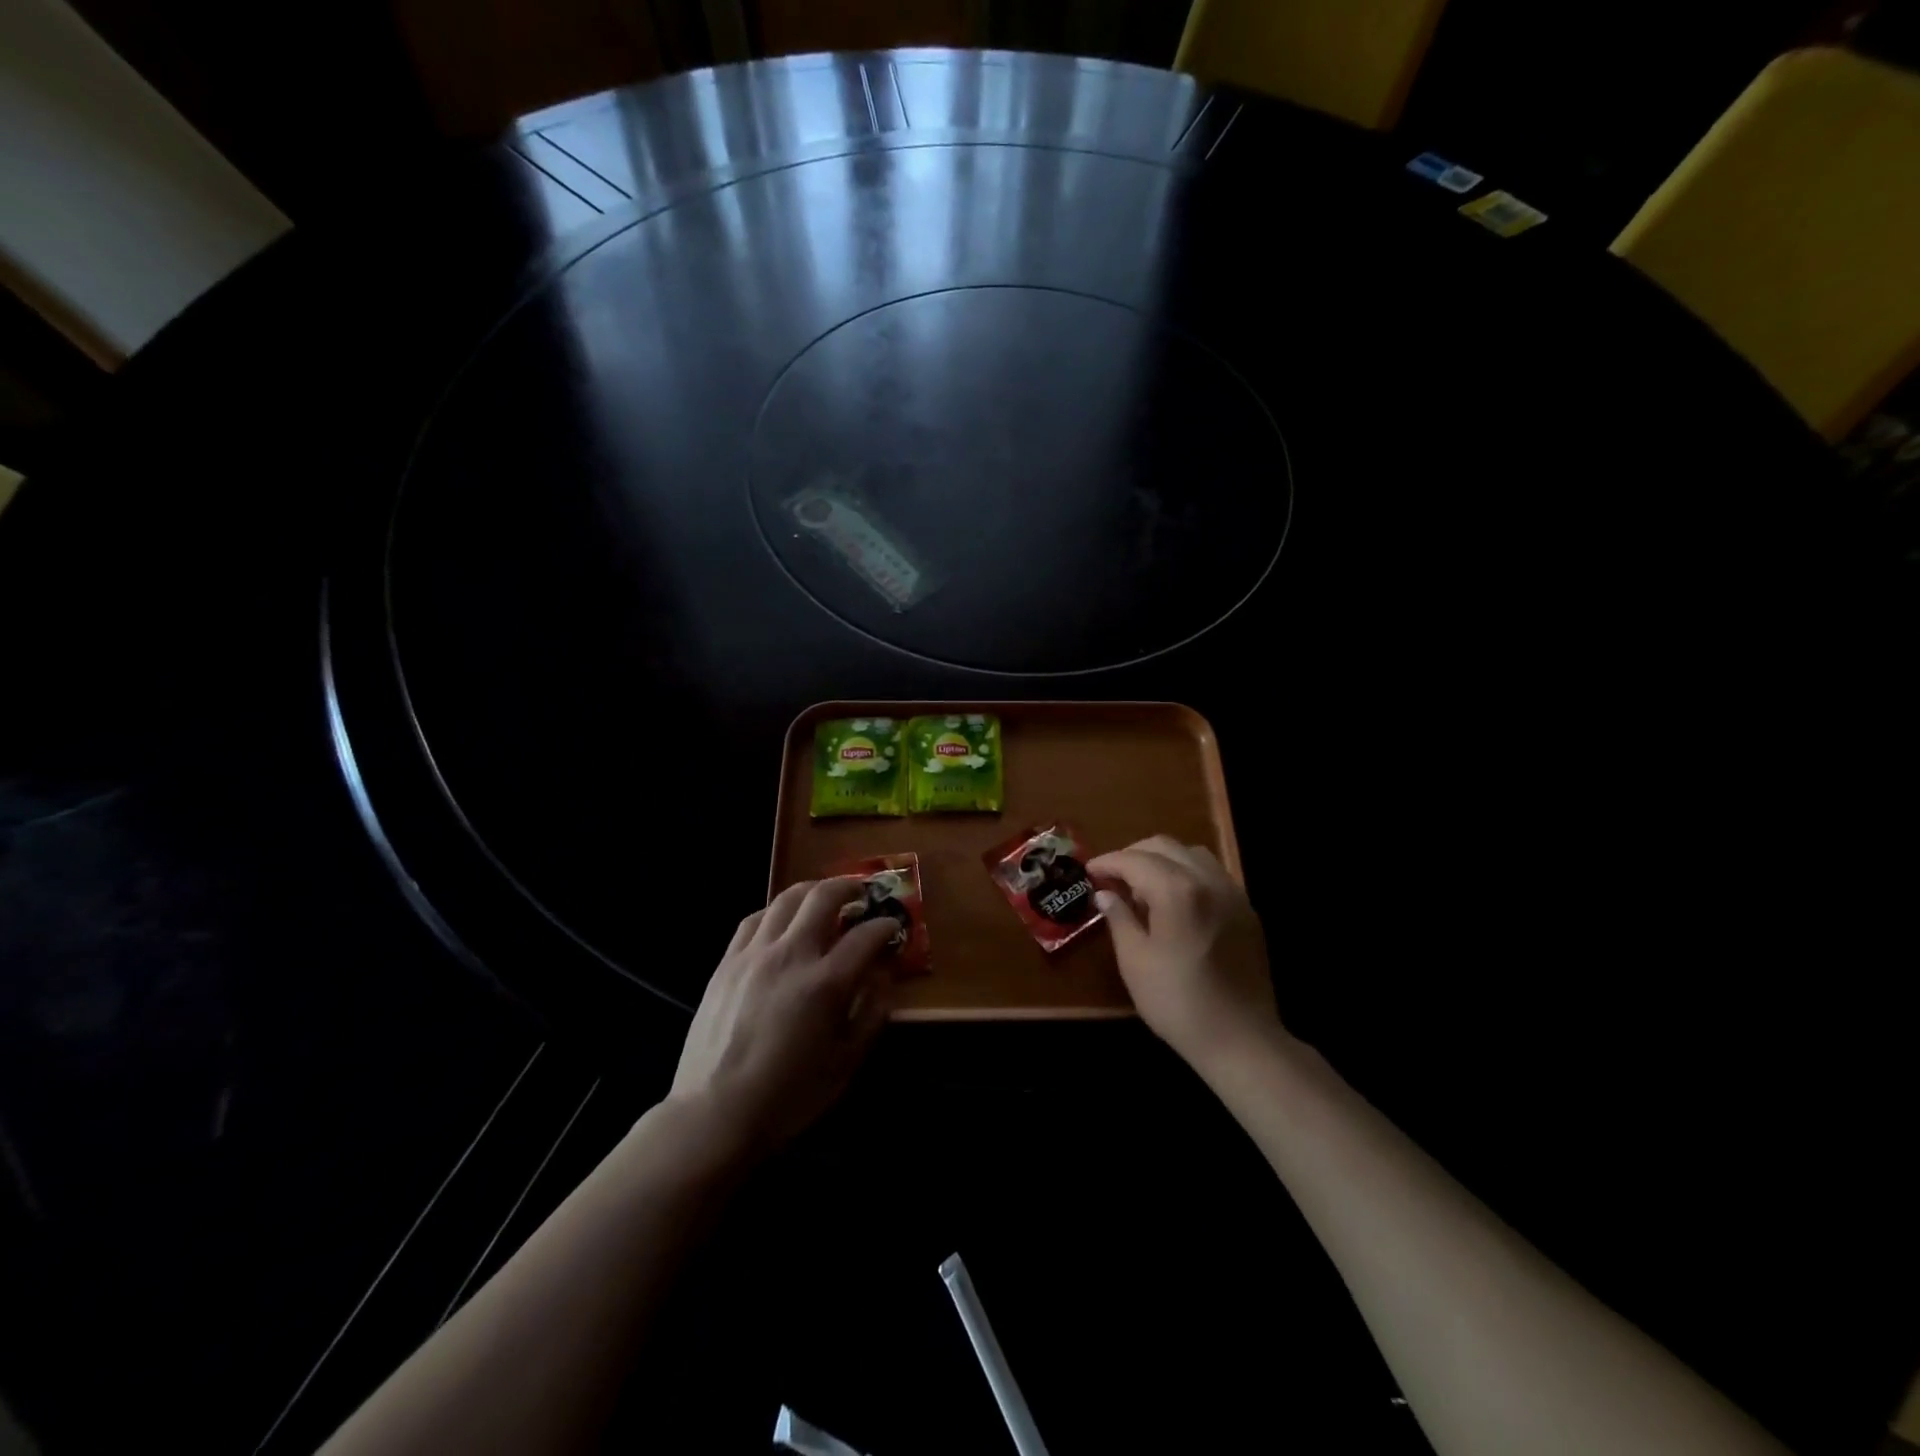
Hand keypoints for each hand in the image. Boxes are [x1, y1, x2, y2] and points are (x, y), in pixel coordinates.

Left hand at [670, 879, 898, 1158]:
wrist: (715, 1114)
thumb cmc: (788, 1096)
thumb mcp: (845, 1062)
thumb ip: (871, 1013)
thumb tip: (884, 976)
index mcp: (825, 983)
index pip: (866, 935)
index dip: (886, 925)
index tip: (893, 926)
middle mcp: (791, 956)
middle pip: (824, 898)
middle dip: (850, 887)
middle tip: (863, 892)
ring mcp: (754, 954)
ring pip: (786, 899)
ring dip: (813, 890)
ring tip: (825, 896)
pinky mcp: (727, 962)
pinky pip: (754, 919)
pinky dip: (777, 911)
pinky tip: (783, 921)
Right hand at [1089, 837, 1279, 1076]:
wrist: (1240, 1039)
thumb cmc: (1177, 1002)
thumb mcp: (1134, 960)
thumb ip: (1119, 918)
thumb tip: (1105, 894)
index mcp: (1177, 890)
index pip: (1134, 859)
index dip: (1108, 862)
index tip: (1088, 871)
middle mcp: (1208, 880)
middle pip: (1164, 846)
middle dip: (1133, 855)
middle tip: (1112, 877)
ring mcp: (1232, 893)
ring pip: (1192, 855)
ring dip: (1163, 860)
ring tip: (1144, 888)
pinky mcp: (1247, 911)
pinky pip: (1213, 875)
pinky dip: (1187, 874)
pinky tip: (1175, 902)